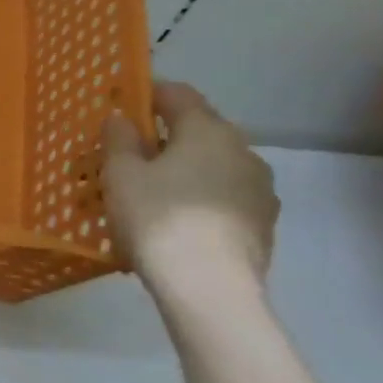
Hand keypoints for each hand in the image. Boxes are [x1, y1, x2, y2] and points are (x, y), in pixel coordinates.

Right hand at [104, 82, 279, 303]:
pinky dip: (197, 199)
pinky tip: (173, 223)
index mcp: (208, 130)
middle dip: (162, 140)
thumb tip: (123, 118)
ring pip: (211, 166)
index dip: (147, 94)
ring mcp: (260, 189)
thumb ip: (119, 139)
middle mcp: (243, 150)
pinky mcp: (263, 223)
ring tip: (148, 196)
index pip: (178, 94)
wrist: (210, 288)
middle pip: (197, 131)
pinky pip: (222, 197)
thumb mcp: (121, 174)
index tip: (121, 107)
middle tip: (126, 159)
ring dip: (181, 171)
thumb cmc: (158, 218)